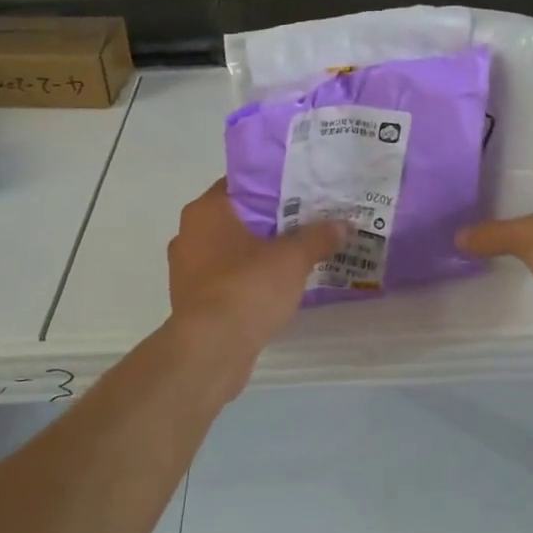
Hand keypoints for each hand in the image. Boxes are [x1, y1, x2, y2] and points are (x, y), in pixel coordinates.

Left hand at [167, 179, 344, 381]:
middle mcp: (189, 235)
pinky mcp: (194, 302)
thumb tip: (343, 225)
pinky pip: (227, 279)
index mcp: (206, 211)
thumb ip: (318, 238)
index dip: (273, 186)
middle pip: (238, 219)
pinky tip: (278, 287)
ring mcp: (188, 270)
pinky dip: (249, 280)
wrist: (211, 349)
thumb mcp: (292, 259)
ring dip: (260, 254)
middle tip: (308, 223)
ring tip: (298, 256)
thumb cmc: (247, 288)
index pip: (241, 184)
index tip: (303, 192)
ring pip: (232, 251)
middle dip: (271, 222)